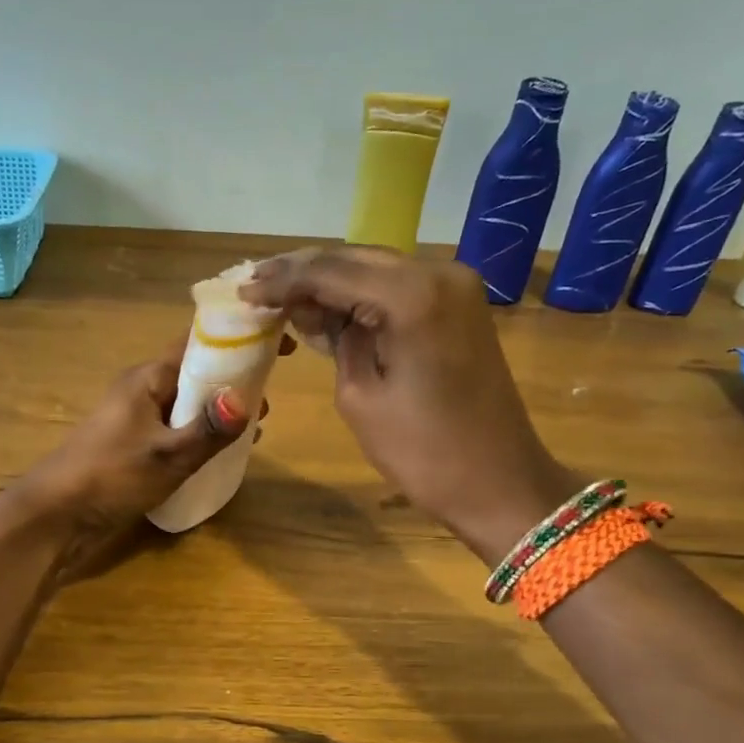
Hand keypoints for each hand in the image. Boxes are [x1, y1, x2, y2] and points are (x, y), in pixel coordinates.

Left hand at [6, 337, 275, 581]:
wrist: (55, 516)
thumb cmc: (110, 476)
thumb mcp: (168, 455)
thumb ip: (208, 429)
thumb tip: (247, 400)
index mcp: (148, 378)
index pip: (199, 342)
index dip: (239, 339)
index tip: (278, 347)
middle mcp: (143, 389)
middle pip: (197, 372)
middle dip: (235, 381)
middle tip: (270, 402)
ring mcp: (136, 418)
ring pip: (189, 402)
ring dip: (220, 411)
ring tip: (256, 429)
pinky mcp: (134, 444)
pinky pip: (177, 427)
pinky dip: (203, 432)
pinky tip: (223, 453)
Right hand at [240, 246, 569, 561]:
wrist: (500, 483)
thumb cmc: (424, 452)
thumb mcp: (361, 397)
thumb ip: (335, 339)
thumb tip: (315, 309)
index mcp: (412, 295)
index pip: (331, 272)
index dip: (283, 281)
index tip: (244, 291)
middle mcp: (438, 273)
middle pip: (354, 259)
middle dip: (303, 272)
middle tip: (256, 285)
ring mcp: (455, 287)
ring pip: (375, 269)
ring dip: (330, 280)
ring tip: (280, 293)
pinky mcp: (460, 306)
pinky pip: (398, 288)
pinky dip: (361, 294)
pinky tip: (326, 305)